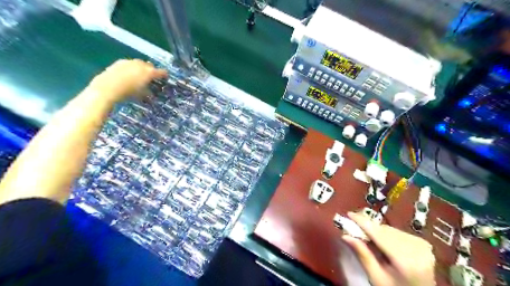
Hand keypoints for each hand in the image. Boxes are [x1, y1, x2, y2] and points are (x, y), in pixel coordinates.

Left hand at [87, 58, 167, 101]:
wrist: (108, 87)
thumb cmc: (129, 92)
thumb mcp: (142, 94)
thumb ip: (149, 91)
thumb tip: (151, 91)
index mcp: (149, 72)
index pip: (162, 72)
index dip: (165, 75)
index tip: (165, 78)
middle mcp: (141, 65)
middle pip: (150, 66)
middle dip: (151, 71)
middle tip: (151, 78)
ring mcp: (130, 62)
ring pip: (139, 64)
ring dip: (141, 69)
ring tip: (139, 76)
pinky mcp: (120, 62)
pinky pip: (129, 64)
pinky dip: (131, 68)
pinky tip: (128, 75)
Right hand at [342, 211, 433, 284]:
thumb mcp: (376, 277)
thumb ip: (362, 255)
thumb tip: (345, 236)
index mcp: (406, 261)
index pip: (379, 234)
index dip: (363, 222)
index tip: (349, 214)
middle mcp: (417, 249)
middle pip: (385, 231)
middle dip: (368, 228)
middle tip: (353, 229)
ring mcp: (422, 245)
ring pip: (390, 230)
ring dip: (377, 231)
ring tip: (368, 238)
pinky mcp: (423, 243)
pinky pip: (398, 232)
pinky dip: (387, 234)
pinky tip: (383, 243)